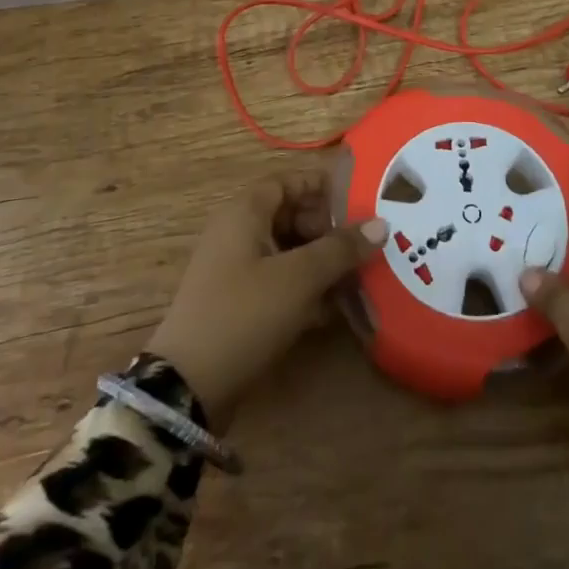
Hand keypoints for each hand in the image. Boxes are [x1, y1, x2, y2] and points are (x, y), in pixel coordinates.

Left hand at [147, 172, 386, 424]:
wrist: (188, 387)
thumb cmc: (244, 314)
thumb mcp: (299, 278)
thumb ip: (340, 249)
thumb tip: (381, 224)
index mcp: (245, 212)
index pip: (289, 181)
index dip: (323, 187)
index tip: (361, 200)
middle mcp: (238, 233)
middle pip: (291, 216)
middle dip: (329, 229)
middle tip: (367, 245)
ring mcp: (237, 270)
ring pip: (289, 252)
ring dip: (322, 262)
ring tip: (361, 277)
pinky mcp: (240, 304)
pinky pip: (280, 282)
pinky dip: (306, 289)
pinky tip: (336, 309)